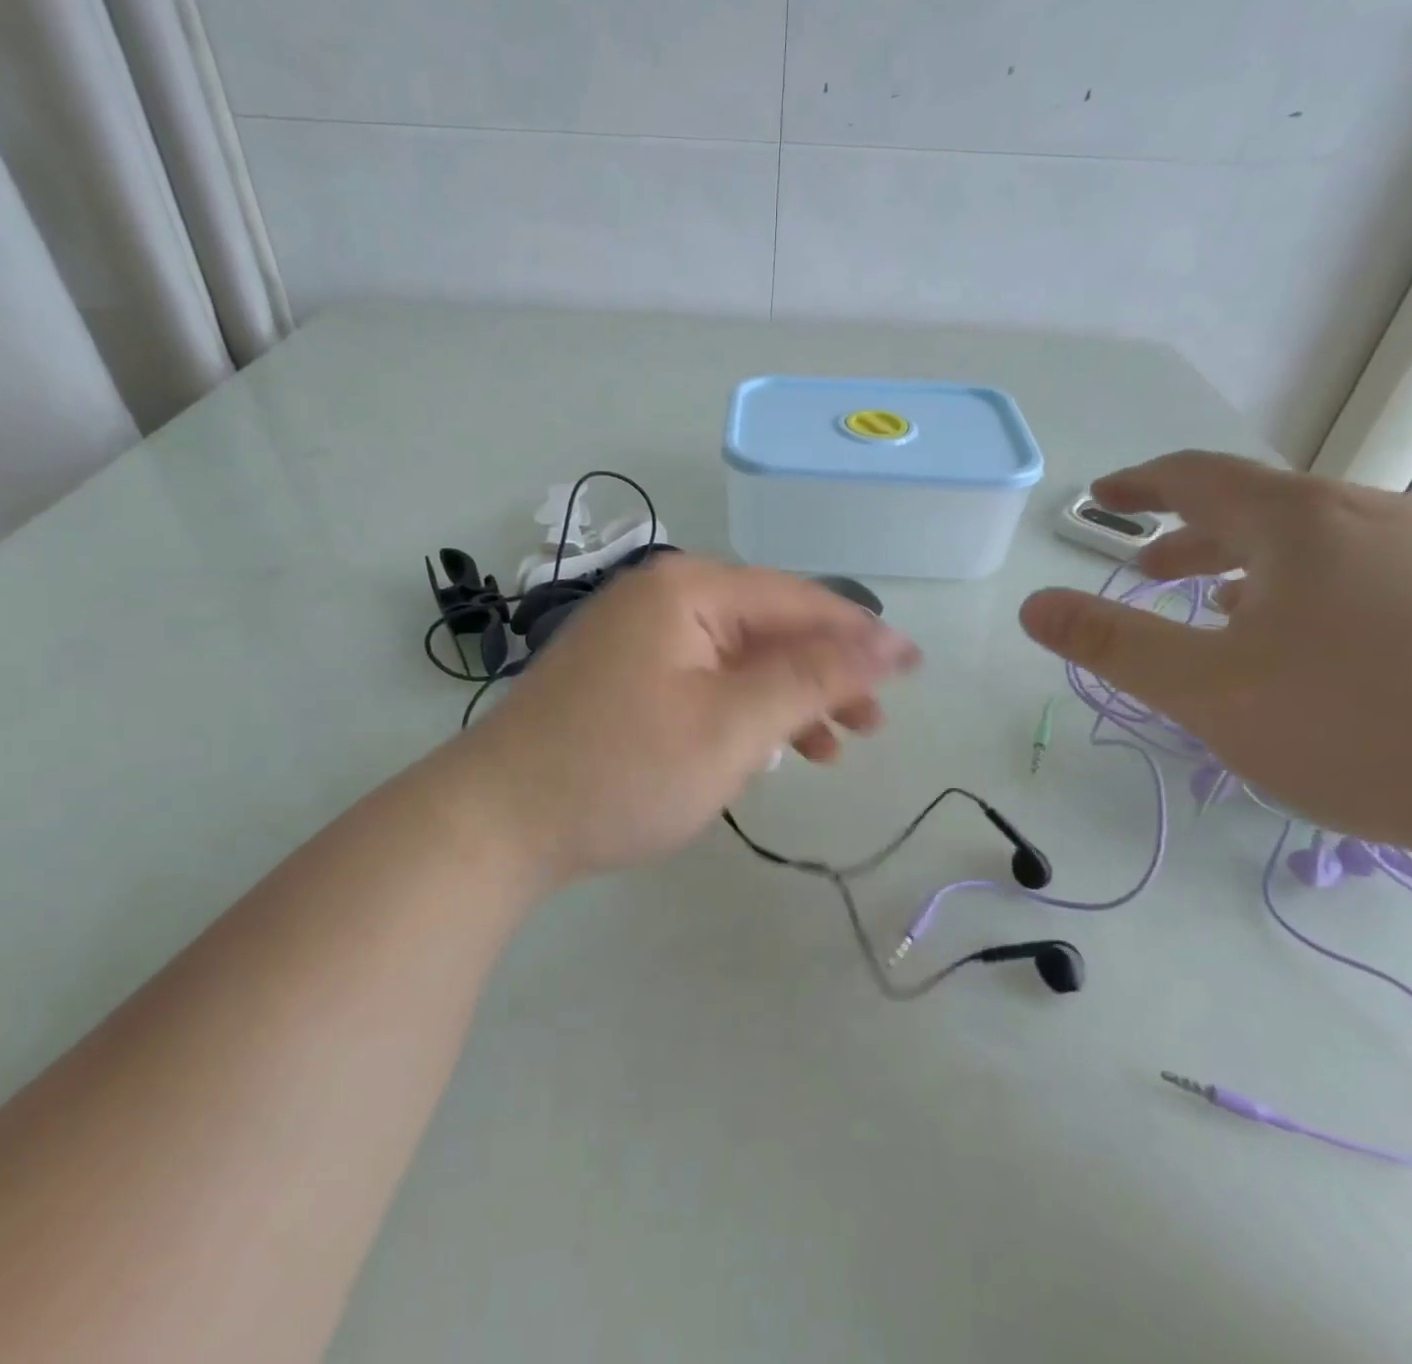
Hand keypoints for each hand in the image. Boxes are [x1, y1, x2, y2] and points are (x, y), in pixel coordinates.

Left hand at [452, 556, 919, 882]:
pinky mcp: (624, 676)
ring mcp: (638, 637)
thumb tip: (890, 642)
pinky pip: (704, 680)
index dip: (861, 637)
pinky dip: (741, 711)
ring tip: (832, 747)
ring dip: (787, 698)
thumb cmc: (623, 770)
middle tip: (871, 725)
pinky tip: (767, 749)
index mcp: (689, 590)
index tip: (914, 671)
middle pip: (769, 627)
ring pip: (738, 658)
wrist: (497, 822)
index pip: (799, 601)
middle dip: (824, 675)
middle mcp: (663, 598)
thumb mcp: (733, 726)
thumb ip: (813, 679)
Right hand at [1017, 452, 1411, 874]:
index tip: (1102, 495)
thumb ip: (1112, 644)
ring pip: (1326, 546)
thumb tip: (1032, 606)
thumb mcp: (1207, 690)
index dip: (1141, 484)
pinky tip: (1323, 653)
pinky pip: (1380, 577)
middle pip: (1263, 509)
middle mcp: (1381, 520)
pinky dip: (1321, 596)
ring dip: (1257, 570)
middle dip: (1194, 538)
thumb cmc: (1358, 726)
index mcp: (1305, 524)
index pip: (1202, 478)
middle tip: (1150, 572)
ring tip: (1228, 614)